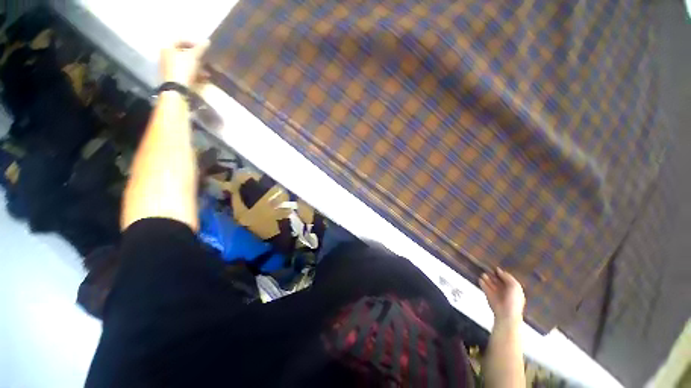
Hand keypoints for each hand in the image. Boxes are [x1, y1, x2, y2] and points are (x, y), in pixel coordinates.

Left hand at [160, 41, 208, 86]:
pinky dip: (195, 73)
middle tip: (205, 59)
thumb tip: (207, 41)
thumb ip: (200, 49)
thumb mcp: (193, 57)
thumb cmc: (183, 69)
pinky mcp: (174, 77)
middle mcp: (166, 56)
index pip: (180, 39)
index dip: (192, 42)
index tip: (203, 48)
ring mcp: (169, 67)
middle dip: (196, 56)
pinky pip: (186, 72)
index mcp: (167, 47)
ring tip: (207, 70)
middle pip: (183, 52)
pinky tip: (203, 77)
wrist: (176, 89)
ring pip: (185, 63)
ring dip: (197, 66)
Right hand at [480, 267, 524, 324]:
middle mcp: (504, 290)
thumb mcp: (514, 286)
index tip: (495, 268)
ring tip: (483, 274)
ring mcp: (496, 292)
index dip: (502, 274)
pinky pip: (484, 287)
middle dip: (493, 275)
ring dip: (487, 278)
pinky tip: (480, 279)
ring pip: (490, 283)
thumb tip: (499, 270)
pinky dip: (482, 283)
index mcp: (513, 289)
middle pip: (498, 280)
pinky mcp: (488, 295)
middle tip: (487, 269)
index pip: (507, 279)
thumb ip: (507, 277)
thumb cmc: (513, 300)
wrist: (506, 313)